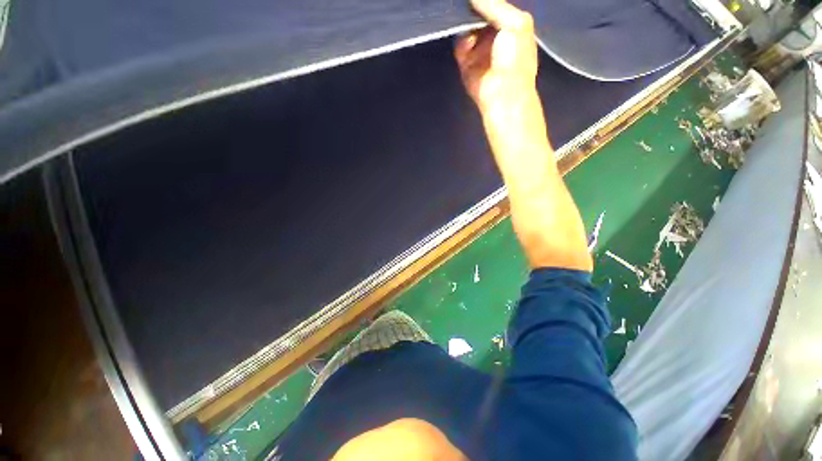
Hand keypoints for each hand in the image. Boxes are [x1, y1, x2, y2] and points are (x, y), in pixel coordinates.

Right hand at [454, 0, 538, 112]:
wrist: (503, 95)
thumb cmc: (516, 60)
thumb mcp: (517, 24)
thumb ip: (496, 6)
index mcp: (512, 27)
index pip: (496, 8)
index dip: (487, 3)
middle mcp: (495, 37)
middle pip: (479, 17)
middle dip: (472, 12)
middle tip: (467, 7)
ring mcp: (479, 51)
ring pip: (467, 31)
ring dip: (466, 28)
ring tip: (471, 33)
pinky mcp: (466, 65)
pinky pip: (460, 47)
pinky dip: (461, 44)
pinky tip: (467, 45)